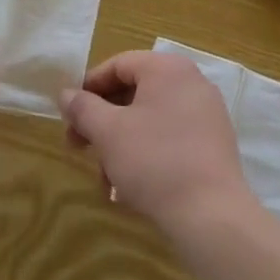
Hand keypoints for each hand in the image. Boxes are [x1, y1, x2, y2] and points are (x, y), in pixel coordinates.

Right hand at [60, 51, 254, 238]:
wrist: (210, 214)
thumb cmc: (154, 161)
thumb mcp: (108, 132)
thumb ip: (83, 108)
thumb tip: (67, 94)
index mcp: (168, 69)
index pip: (118, 64)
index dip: (89, 87)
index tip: (69, 114)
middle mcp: (191, 82)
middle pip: (134, 93)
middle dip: (102, 122)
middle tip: (79, 147)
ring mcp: (206, 113)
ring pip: (149, 120)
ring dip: (120, 145)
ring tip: (105, 180)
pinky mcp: (212, 144)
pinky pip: (170, 138)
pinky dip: (145, 154)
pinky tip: (129, 187)